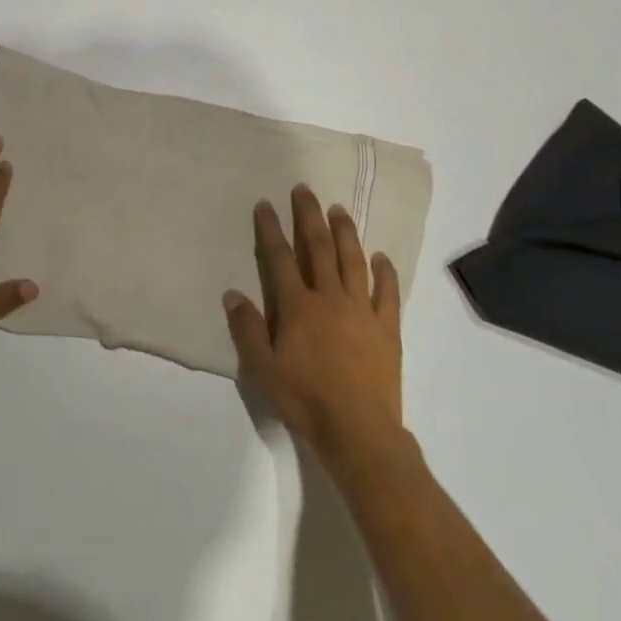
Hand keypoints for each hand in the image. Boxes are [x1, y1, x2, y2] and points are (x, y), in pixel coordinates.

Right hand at [224, 185, 404, 466]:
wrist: (358, 430)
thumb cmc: (305, 400)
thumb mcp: (263, 369)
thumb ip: (248, 329)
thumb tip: (232, 294)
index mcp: (298, 307)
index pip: (280, 258)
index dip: (271, 230)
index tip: (265, 204)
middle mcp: (330, 298)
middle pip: (318, 248)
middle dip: (309, 216)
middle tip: (304, 190)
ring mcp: (362, 310)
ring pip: (353, 261)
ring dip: (345, 233)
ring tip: (339, 210)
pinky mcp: (387, 328)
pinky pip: (387, 292)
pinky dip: (385, 272)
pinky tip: (381, 257)